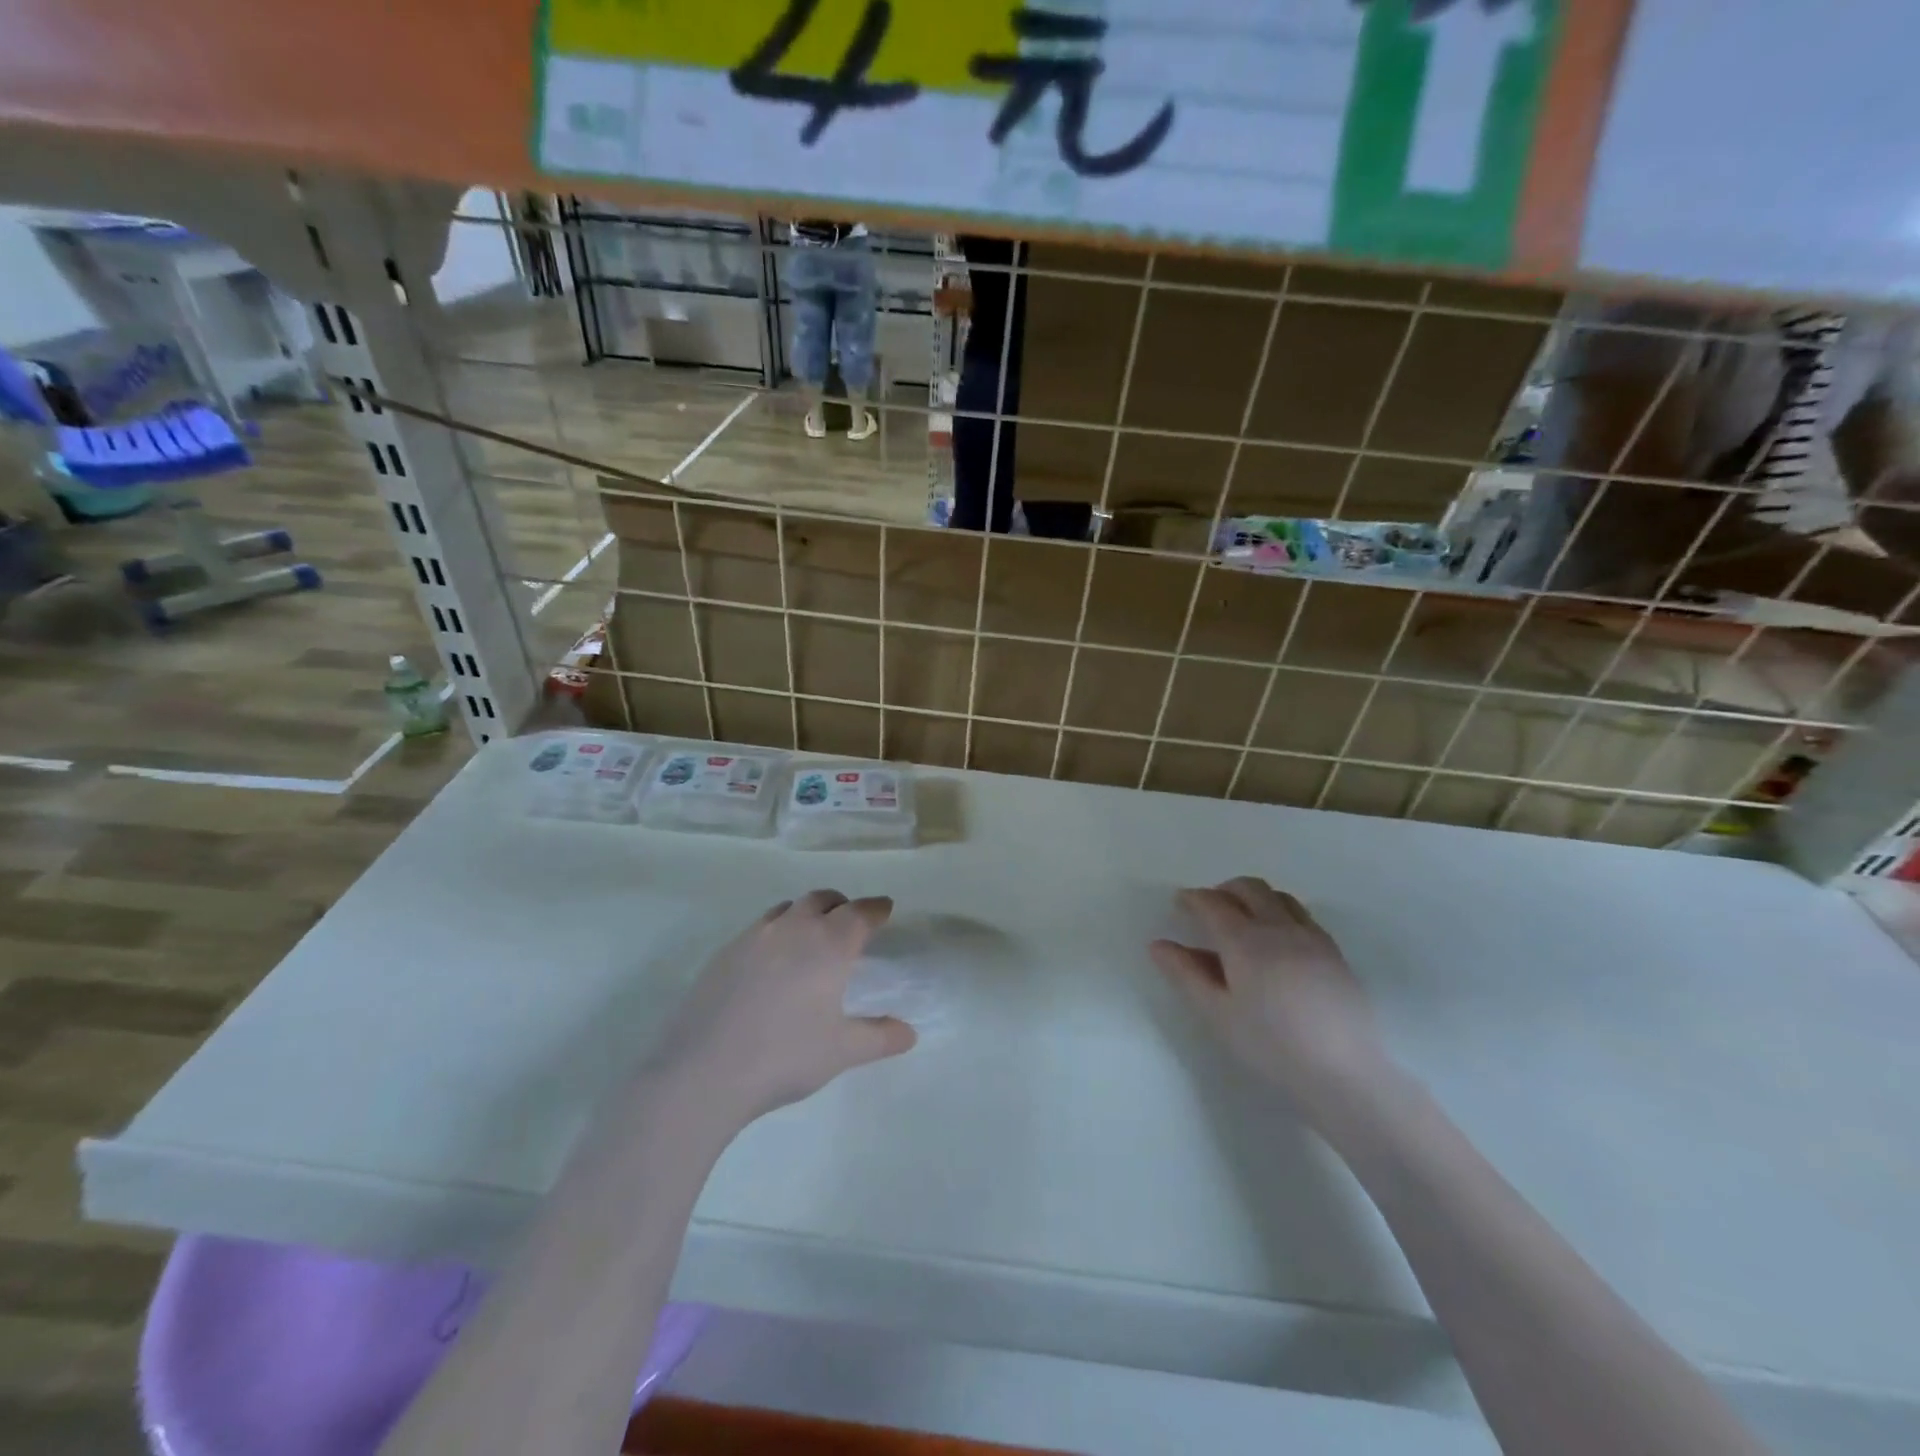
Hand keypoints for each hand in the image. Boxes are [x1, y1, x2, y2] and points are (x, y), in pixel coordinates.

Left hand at [652, 890, 916, 1128]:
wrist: (703, 1071)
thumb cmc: (784, 1056)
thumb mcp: (841, 1051)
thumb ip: (879, 1038)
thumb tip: (909, 1034)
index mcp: (828, 945)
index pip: (860, 912)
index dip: (876, 908)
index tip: (885, 909)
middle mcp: (793, 928)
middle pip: (822, 899)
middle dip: (841, 905)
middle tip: (850, 923)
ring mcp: (754, 937)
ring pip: (787, 909)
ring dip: (806, 914)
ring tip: (810, 938)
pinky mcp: (724, 953)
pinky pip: (759, 928)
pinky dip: (776, 932)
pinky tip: (771, 964)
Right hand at [1150, 877, 1386, 1108]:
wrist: (1344, 1074)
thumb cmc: (1270, 1046)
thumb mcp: (1217, 1014)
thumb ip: (1186, 975)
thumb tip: (1158, 945)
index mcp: (1245, 940)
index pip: (1213, 903)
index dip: (1192, 898)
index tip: (1179, 903)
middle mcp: (1279, 928)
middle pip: (1249, 888)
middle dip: (1224, 890)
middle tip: (1208, 909)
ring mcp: (1312, 937)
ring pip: (1279, 897)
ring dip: (1254, 898)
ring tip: (1242, 921)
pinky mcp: (1334, 953)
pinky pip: (1302, 916)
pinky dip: (1280, 913)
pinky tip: (1277, 943)